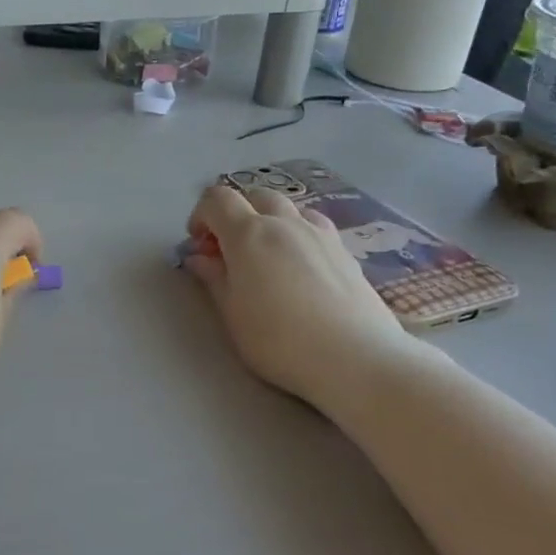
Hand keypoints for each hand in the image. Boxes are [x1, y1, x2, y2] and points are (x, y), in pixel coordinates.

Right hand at [182, 185, 416, 409]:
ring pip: (288, 207)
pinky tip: (299, 267)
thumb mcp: (232, 314)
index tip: (199, 247)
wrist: (356, 359)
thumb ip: (214, 278)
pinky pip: (313, 227)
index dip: (201, 216)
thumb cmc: (280, 340)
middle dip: (235, 214)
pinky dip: (297, 233)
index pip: (217, 199)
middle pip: (254, 195)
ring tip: (266, 255)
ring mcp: (320, 234)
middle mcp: (285, 223)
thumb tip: (199, 258)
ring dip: (269, 220)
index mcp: (248, 234)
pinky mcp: (345, 251)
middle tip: (229, 250)